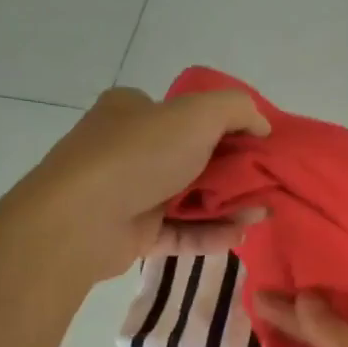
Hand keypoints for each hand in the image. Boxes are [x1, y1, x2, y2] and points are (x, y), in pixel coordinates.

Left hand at [13, 86, 271, 280]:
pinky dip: (209, 234)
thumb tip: (262, 125)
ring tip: (261, 215)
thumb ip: (237, 110)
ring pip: (189, 199)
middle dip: (234, 174)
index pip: (186, 114)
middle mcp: (129, 148)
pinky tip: (239, 236)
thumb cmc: (138, 156)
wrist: (81, 219)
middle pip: (193, 159)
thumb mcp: (196, 114)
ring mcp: (129, 193)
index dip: (227, 128)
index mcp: (134, 111)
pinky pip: (179, 232)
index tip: (260, 146)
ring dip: (227, 207)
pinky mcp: (133, 232)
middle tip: (266, 185)